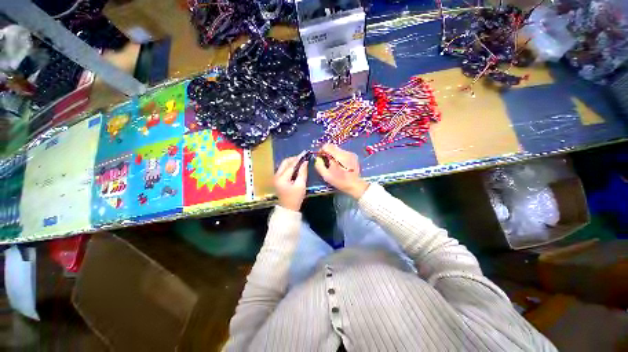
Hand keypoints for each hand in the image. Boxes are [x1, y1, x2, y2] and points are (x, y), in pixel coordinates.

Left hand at [274, 153, 307, 210]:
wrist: (288, 209)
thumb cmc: (295, 198)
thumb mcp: (301, 185)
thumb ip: (302, 172)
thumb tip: (305, 162)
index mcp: (282, 178)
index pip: (291, 165)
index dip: (299, 158)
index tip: (305, 153)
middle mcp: (276, 176)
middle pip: (285, 162)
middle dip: (294, 159)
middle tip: (303, 157)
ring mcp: (275, 177)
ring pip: (283, 165)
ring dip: (292, 162)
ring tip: (301, 161)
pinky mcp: (277, 179)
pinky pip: (283, 169)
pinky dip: (289, 166)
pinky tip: (296, 167)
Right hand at [314, 144, 368, 198]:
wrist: (355, 185)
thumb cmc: (339, 181)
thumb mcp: (326, 175)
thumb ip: (319, 165)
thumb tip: (317, 158)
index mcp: (338, 156)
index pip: (327, 146)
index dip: (321, 150)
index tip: (320, 157)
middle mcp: (345, 152)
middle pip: (332, 147)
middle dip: (327, 153)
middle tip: (326, 161)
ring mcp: (350, 153)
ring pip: (338, 149)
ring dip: (333, 155)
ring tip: (333, 164)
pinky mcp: (353, 155)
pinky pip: (343, 153)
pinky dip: (339, 157)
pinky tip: (340, 165)